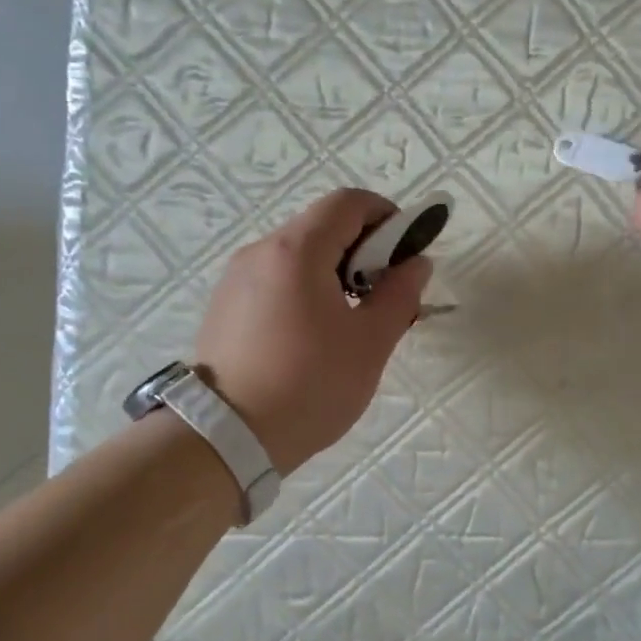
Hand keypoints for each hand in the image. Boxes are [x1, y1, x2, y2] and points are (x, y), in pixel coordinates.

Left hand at [194, 190, 431, 474]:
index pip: (349, 203)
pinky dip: (304, 288)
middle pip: (322, 226)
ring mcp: (236, 278)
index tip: (406, 254)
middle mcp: (260, 251)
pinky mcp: (224, 306)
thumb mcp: (370, 343)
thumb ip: (400, 294)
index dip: (387, 217)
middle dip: (363, 249)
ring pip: (298, 254)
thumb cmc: (309, 385)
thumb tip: (416, 263)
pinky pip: (275, 278)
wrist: (225, 438)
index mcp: (297, 250)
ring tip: (350, 320)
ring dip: (334, 271)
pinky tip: (313, 335)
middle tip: (385, 294)